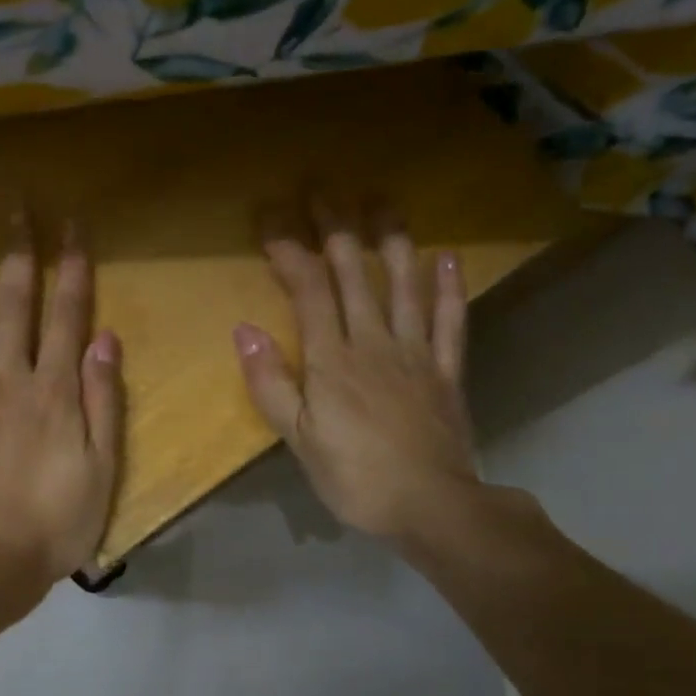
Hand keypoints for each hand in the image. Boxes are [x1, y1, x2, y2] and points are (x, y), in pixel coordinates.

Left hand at [0, 217, 122, 622]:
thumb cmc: (54, 521)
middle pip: (13, 302)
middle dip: (17, 249)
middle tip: (14, 203)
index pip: (67, 314)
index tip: (73, 224)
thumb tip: (104, 339)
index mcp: (54, 391)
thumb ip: (103, 401)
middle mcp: (8, 377)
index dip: (72, 267)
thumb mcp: (101, 470)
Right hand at [233, 204, 479, 544]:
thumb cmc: (355, 478)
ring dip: (392, 240)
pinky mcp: (447, 371)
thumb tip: (244, 330)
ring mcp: (416, 353)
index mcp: (333, 360)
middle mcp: (375, 343)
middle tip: (323, 189)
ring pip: (404, 285)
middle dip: (336, 229)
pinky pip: (451, 320)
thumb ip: (271, 384)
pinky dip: (449, 287)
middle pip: (355, 274)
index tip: (271, 218)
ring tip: (383, 202)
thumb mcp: (298, 440)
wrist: (432, 506)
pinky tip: (447, 257)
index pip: (309, 291)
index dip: (289, 251)